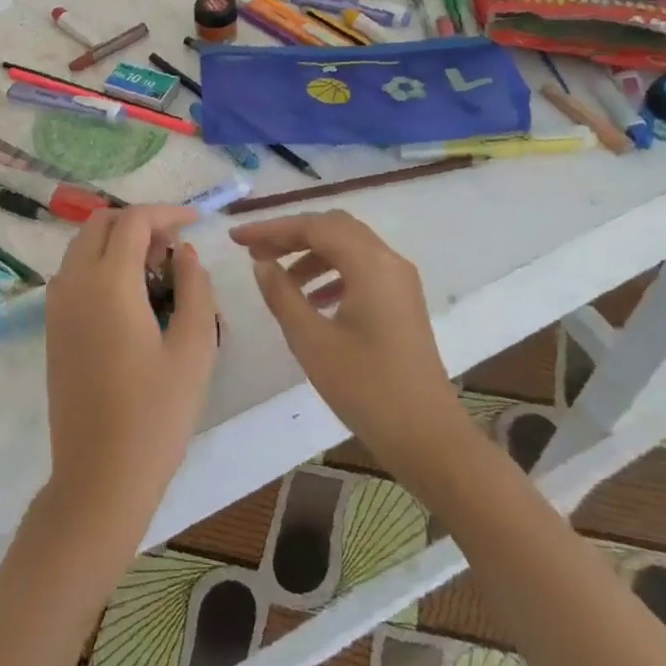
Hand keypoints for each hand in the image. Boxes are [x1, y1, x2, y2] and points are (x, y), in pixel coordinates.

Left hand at [43, 206, 219, 535]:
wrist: (99, 477)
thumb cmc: (155, 414)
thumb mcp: (194, 348)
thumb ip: (195, 288)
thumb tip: (185, 252)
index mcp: (108, 282)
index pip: (134, 221)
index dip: (167, 213)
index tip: (196, 221)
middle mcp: (74, 283)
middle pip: (101, 224)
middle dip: (139, 223)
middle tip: (174, 249)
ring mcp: (57, 306)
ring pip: (83, 246)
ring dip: (118, 242)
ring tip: (157, 272)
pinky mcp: (53, 328)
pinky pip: (74, 273)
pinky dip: (101, 265)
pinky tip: (132, 298)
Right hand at [230, 211, 472, 490]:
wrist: (428, 438)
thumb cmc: (366, 388)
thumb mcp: (311, 341)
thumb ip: (282, 294)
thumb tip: (262, 263)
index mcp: (370, 264)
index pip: (314, 226)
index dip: (272, 229)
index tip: (236, 239)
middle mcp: (389, 261)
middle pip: (334, 227)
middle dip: (291, 235)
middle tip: (256, 253)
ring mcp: (400, 280)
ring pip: (348, 247)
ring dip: (310, 254)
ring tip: (276, 277)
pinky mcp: (402, 301)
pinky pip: (361, 269)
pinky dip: (331, 272)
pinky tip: (310, 299)